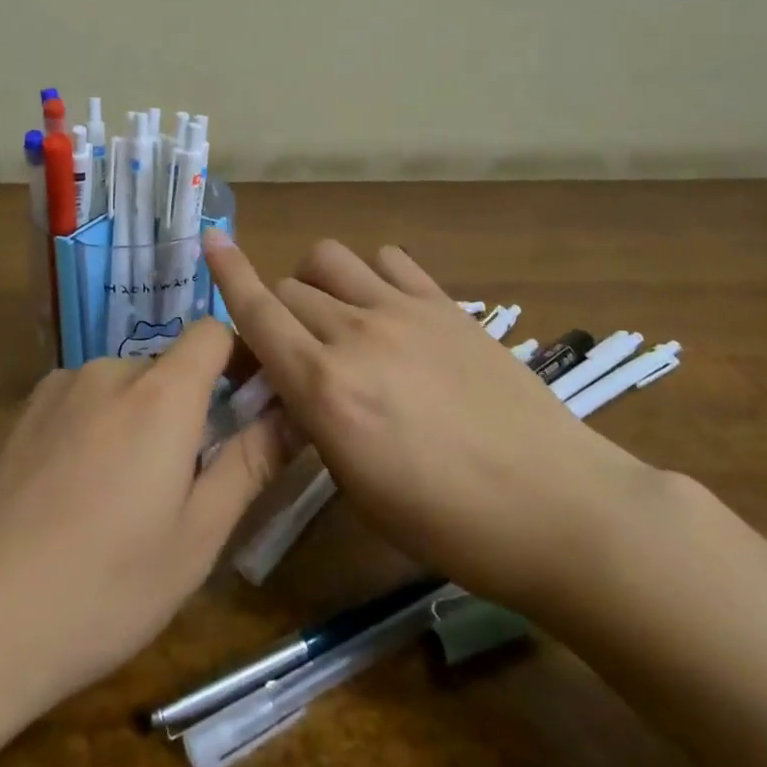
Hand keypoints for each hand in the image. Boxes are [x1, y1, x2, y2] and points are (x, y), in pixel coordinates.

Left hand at [0, 321, 292, 725]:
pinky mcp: (13, 415)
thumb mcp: (195, 539)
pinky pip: (73, 407)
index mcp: (160, 394)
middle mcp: (106, 371)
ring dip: (132, 425)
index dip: (238, 358)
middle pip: (164, 369)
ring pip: (117, 391)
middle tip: (176, 489)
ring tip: (113, 507)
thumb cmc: (100, 588)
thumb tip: (293, 411)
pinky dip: (87, 434)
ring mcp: (52, 390)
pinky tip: (61, 504)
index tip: (247, 406)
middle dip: (183, 411)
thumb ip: (249, 463)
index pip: (212, 332)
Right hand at [204, 231, 659, 611]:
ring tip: (335, 313)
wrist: (555, 506)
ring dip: (317, 280)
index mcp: (325, 388)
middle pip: (289, 288)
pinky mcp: (446, 304)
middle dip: (278, 311)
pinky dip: (372, 273)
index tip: (211, 242)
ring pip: (331, 259)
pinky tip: (387, 305)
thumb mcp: (360, 488)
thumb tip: (301, 389)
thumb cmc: (449, 523)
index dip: (228, 275)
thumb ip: (318, 423)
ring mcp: (403, 310)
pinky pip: (389, 260)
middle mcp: (354, 334)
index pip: (258, 314)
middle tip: (294, 345)